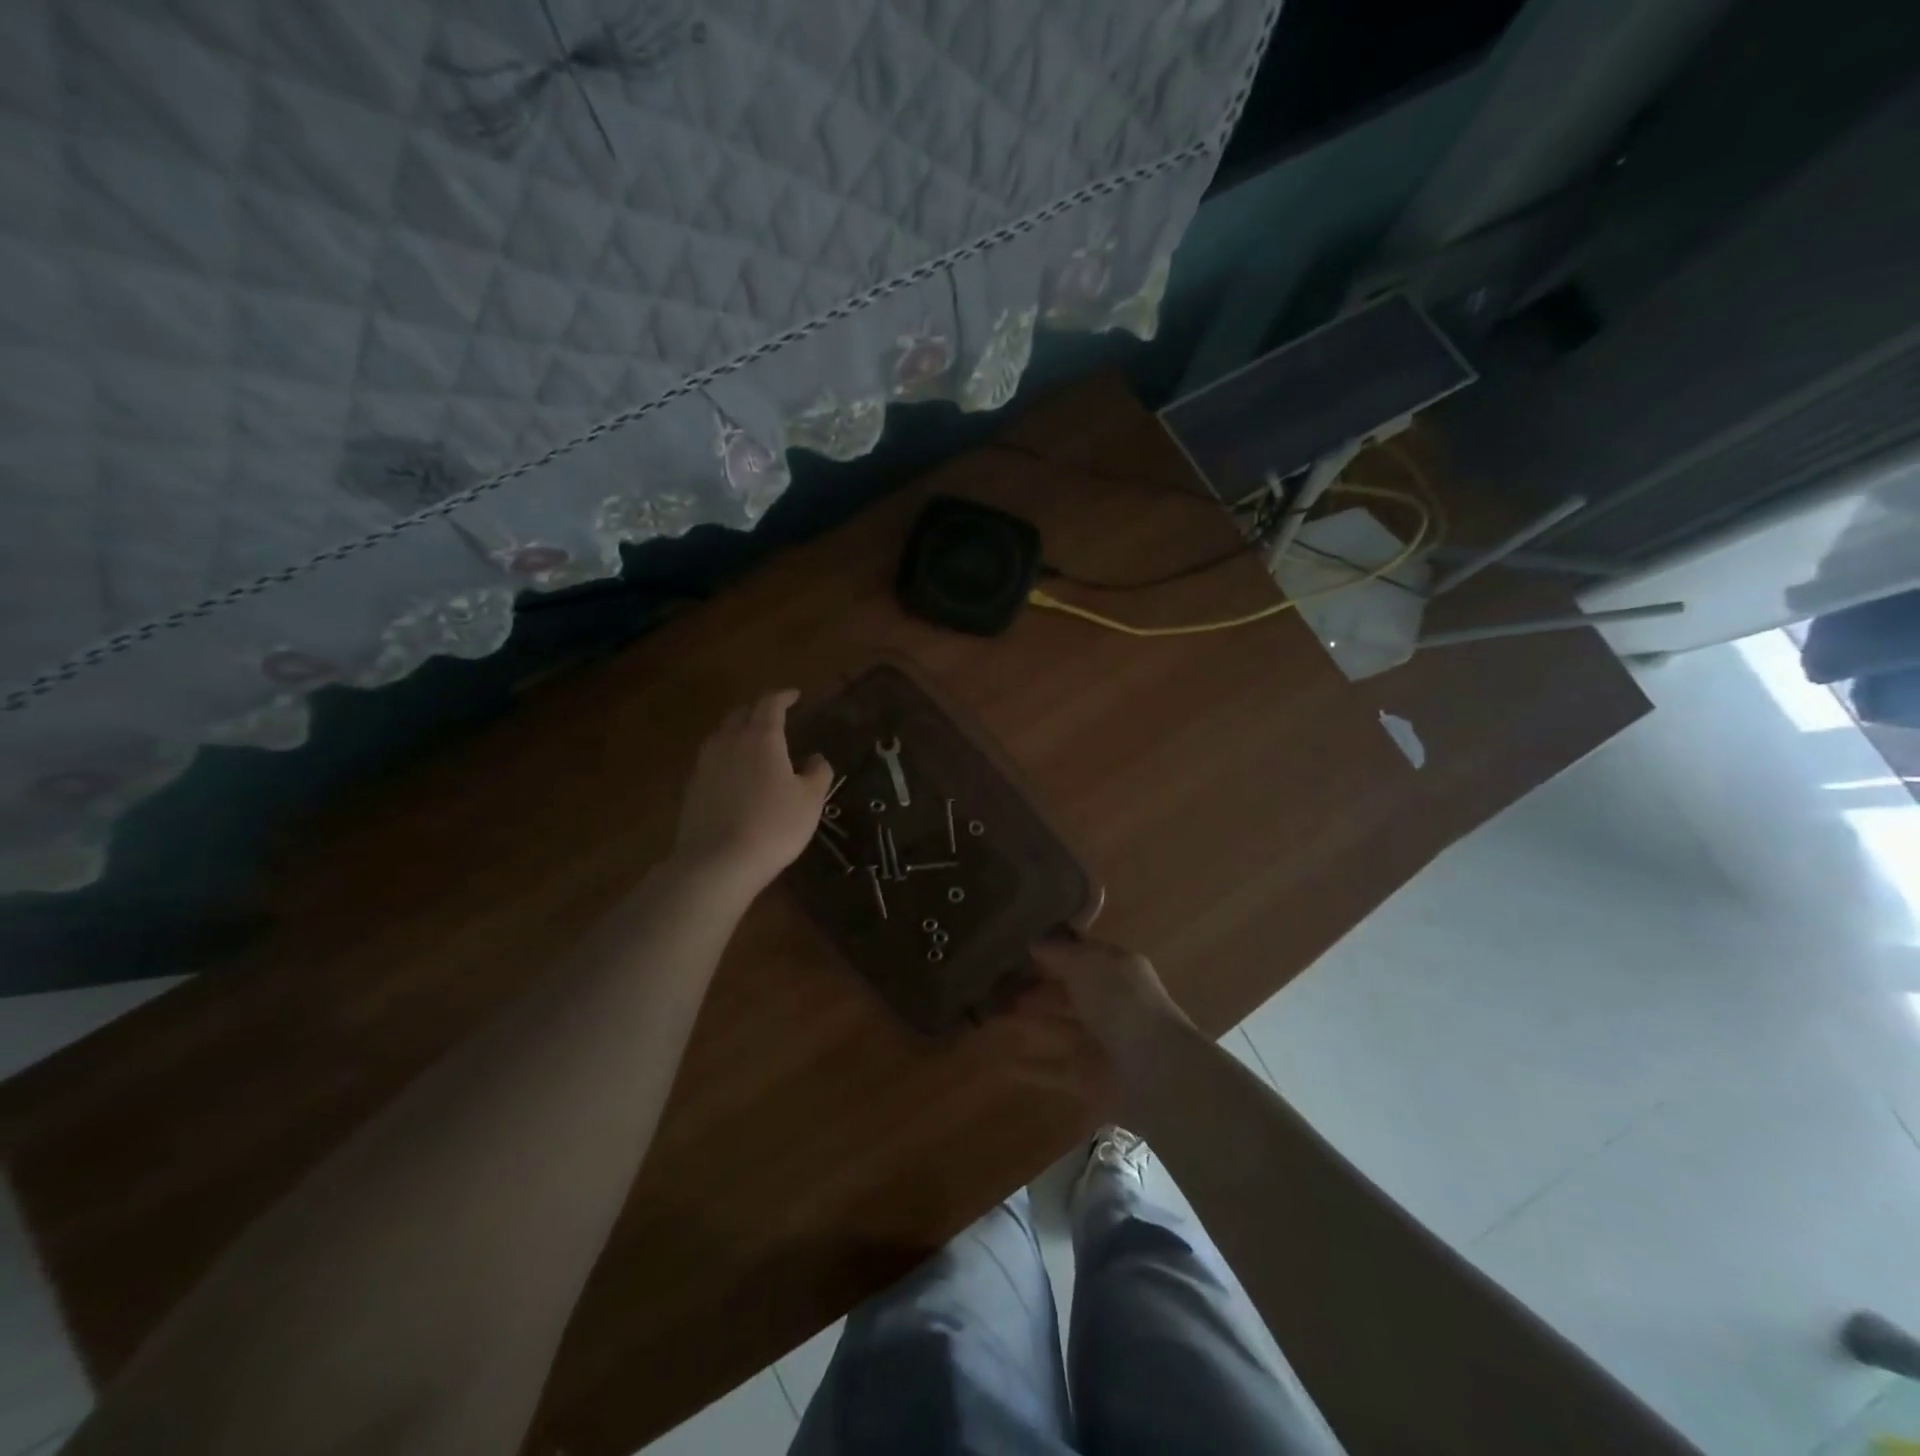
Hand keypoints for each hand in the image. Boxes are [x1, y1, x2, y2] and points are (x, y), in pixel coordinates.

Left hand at [673, 690, 831, 894]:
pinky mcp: (692, 788)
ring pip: (722, 735)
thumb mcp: (810, 801)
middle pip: (741, 714)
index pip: (770, 705)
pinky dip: (727, 757)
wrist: (717, 862)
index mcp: (761, 738)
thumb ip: (818, 773)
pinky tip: (735, 774)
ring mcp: (706, 765)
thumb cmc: (774, 826)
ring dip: (739, 732)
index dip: (783, 696)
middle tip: (774, 716)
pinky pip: (712, 760)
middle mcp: (729, 742)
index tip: (795, 695)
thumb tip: (816, 758)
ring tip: (753, 742)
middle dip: (758, 710)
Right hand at [1003, 932, 1193, 1117]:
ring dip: (1027, 1020)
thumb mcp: (1088, 964)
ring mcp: (1098, 1042)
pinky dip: (1028, 1067)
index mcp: (1115, 970)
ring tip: (989, 1011)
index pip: (1080, 953)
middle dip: (1034, 984)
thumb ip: (1059, 953)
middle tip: (994, 979)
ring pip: (1056, 1026)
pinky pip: (1052, 1069)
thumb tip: (1034, 942)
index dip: (1051, 948)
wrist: (1154, 1073)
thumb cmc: (1122, 1005)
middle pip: (1066, 990)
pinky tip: (999, 1062)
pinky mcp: (1087, 1077)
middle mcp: (1107, 1003)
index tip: (1015, 942)